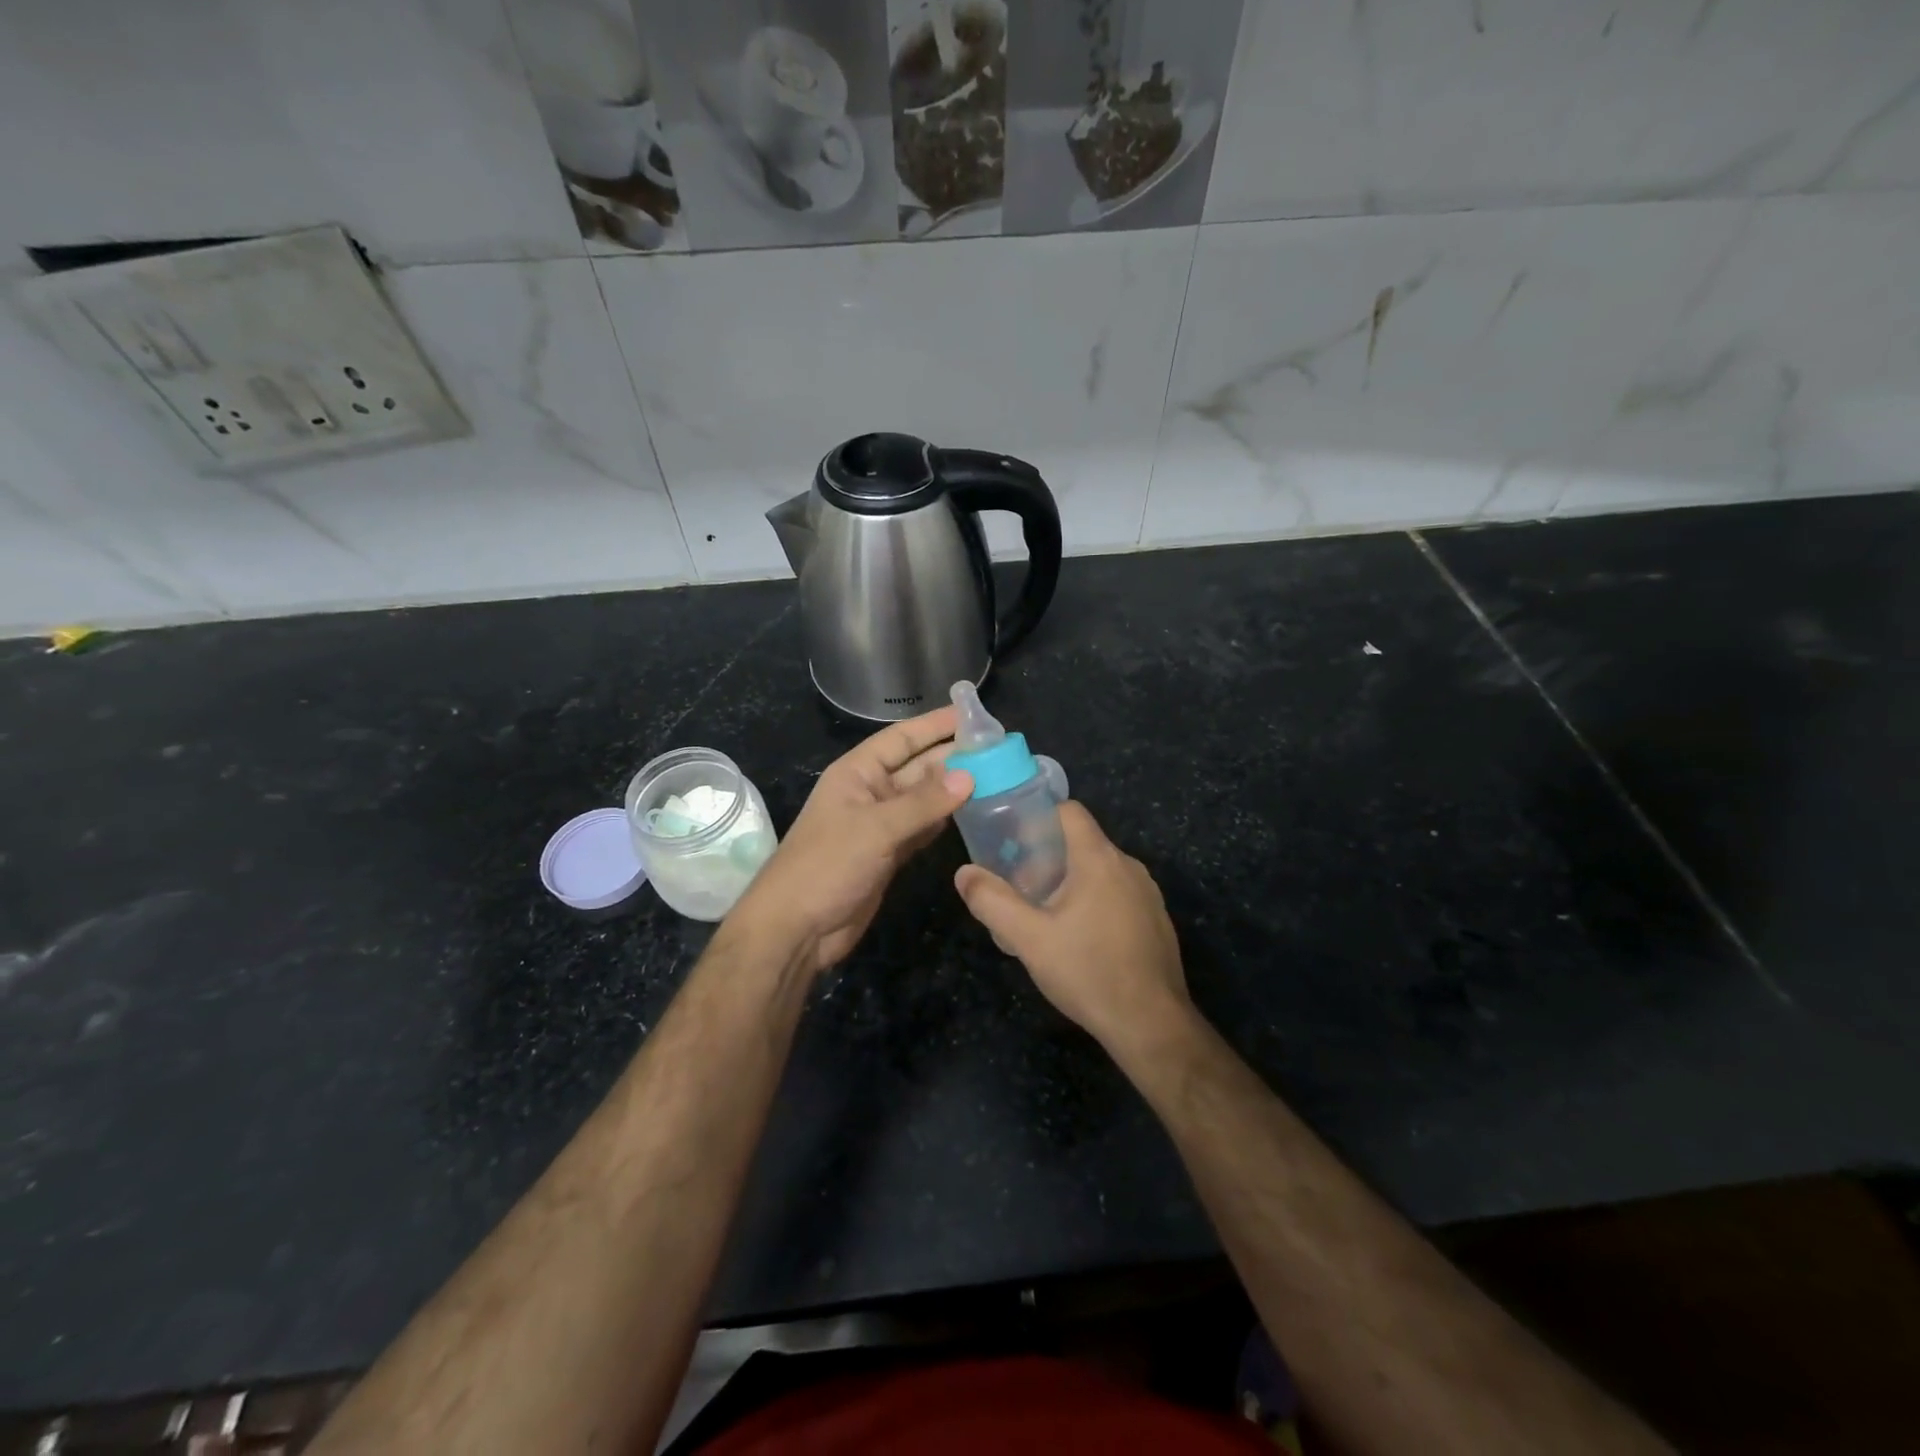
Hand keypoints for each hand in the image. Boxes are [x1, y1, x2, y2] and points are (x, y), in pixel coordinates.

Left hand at [733, 706, 971, 976]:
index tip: (971, 715)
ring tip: (996, 776)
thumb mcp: (875, 828)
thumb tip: (970, 776)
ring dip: (954, 790)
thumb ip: (923, 803)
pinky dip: (944, 821)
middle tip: (997, 749)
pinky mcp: (889, 854)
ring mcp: (880, 825)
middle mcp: (870, 792)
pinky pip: (922, 828)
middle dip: (952, 757)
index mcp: (857, 772)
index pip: (901, 739)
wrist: (797, 928)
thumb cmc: (827, 865)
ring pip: (923, 799)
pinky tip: (972, 812)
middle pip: (917, 767)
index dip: (934, 725)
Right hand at [953, 801, 1191, 1055]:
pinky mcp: (1157, 920)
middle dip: (1048, 857)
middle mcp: (1129, 866)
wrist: (1152, 1025)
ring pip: (1102, 871)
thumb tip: (964, 873)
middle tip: (1021, 887)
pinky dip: (1096, 902)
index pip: (1070, 811)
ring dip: (1071, 882)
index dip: (1039, 818)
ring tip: (1045, 915)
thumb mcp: (1028, 939)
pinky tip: (1080, 939)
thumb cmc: (1088, 971)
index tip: (1015, 842)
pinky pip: (1120, 895)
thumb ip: (992, 901)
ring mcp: (1148, 894)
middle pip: (1083, 842)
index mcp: (1099, 859)